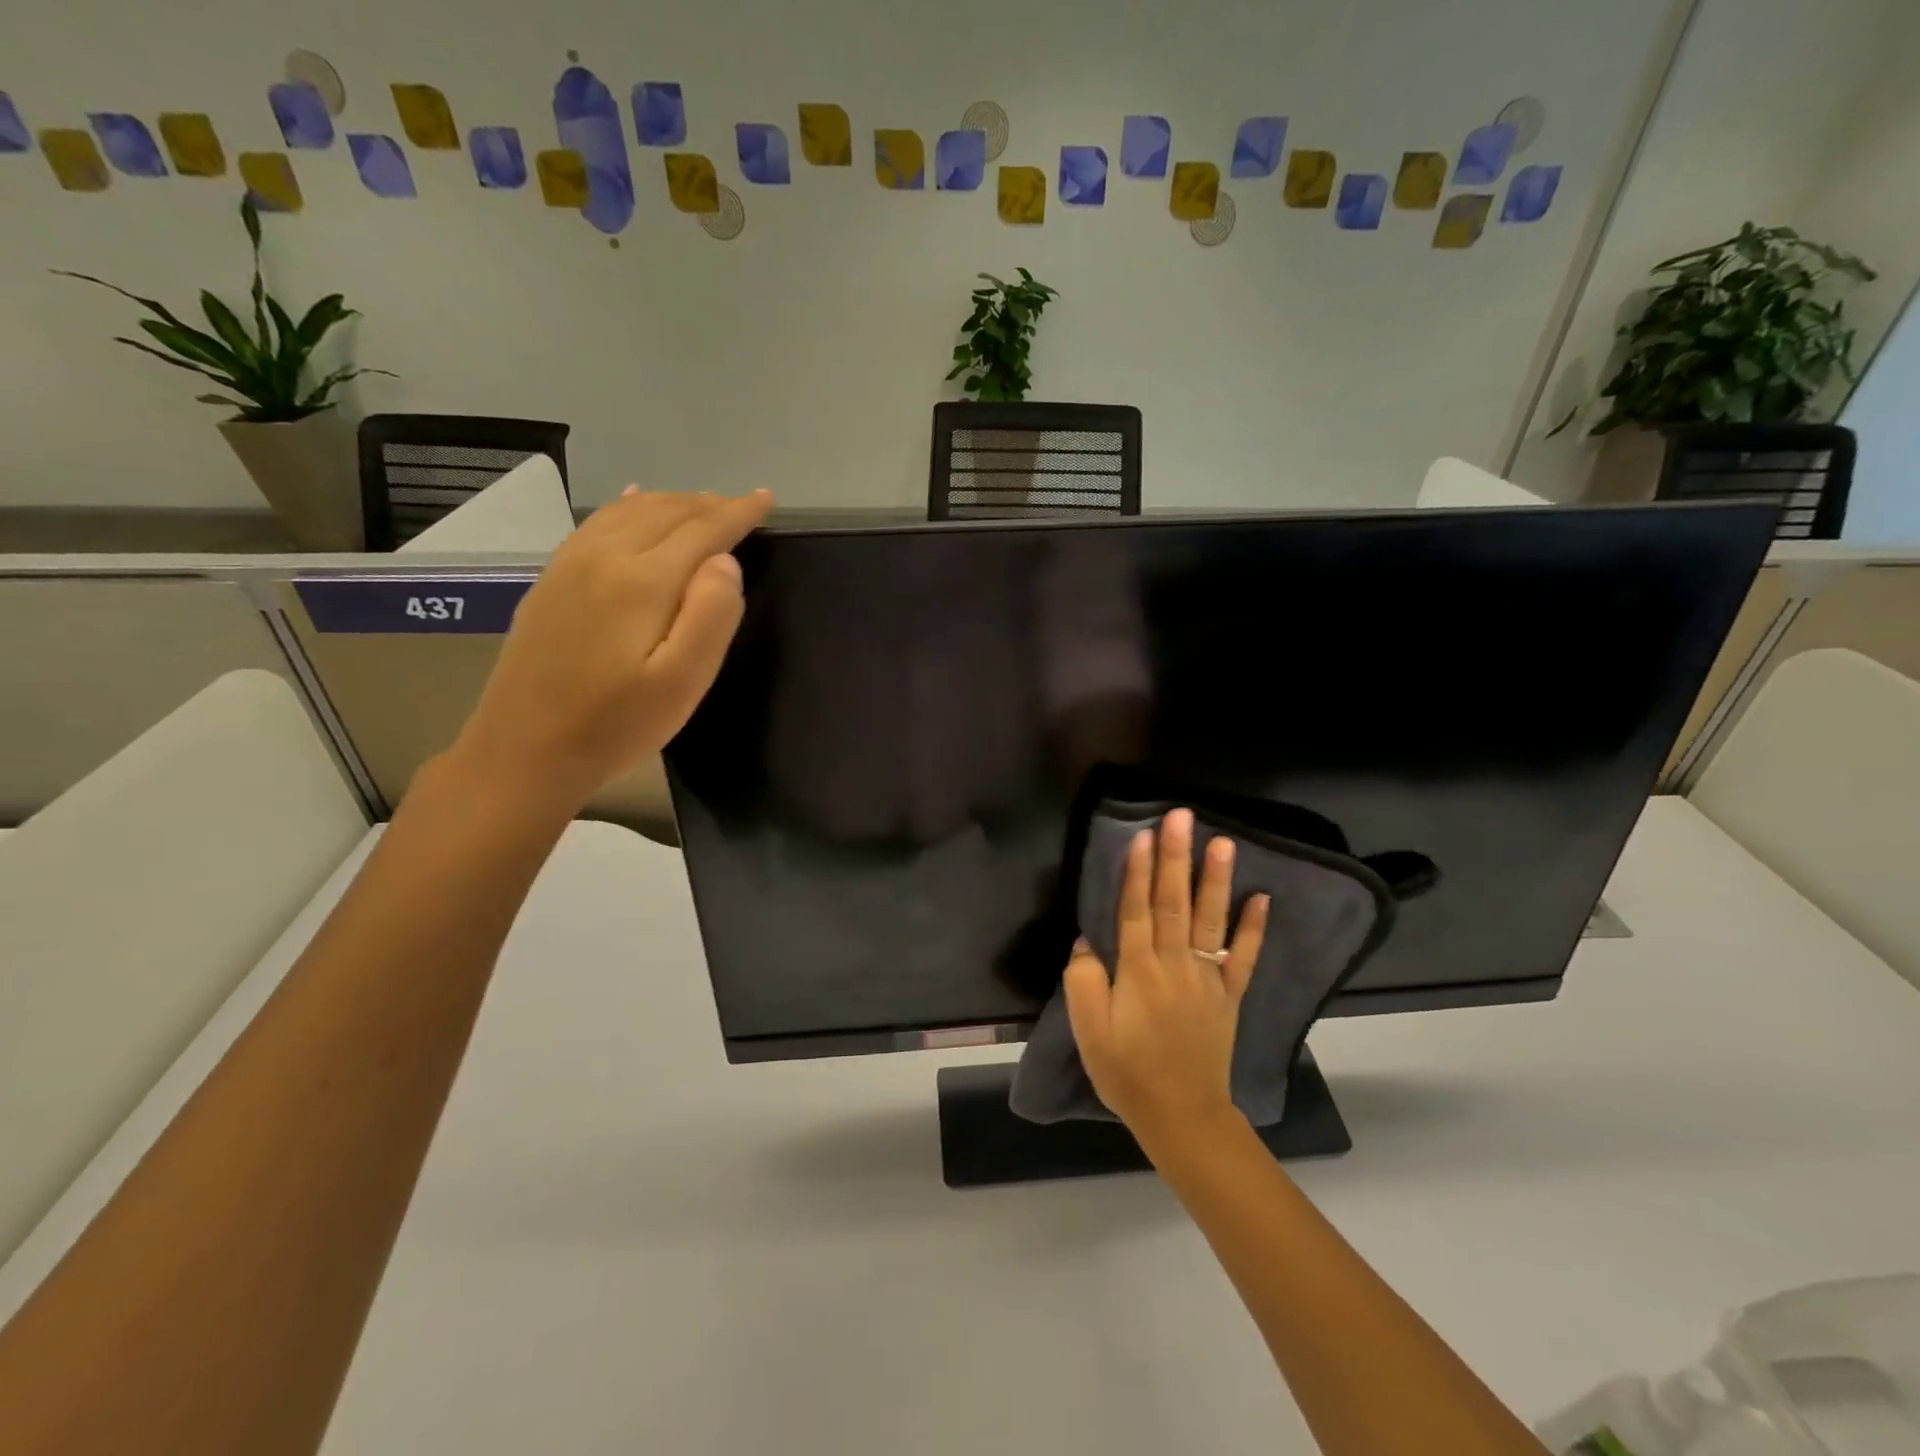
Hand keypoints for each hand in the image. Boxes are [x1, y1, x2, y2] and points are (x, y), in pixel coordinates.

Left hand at [456, 488, 772, 808]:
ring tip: (704, 506)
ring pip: (632, 511)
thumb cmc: (616, 724)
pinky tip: (635, 501)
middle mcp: (605, 556)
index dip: (739, 513)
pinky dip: (629, 505)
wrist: (525, 750)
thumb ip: (711, 616)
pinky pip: (598, 521)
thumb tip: (725, 561)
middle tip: (744, 506)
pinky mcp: (552, 578)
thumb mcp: (682, 683)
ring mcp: (571, 564)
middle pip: (667, 512)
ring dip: (674, 502)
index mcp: (642, 580)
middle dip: (710, 505)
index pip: (703, 530)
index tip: (767, 499)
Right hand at [1063, 808, 1270, 1149]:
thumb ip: (1083, 980)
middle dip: (1176, 857)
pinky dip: (1253, 927)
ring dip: (1215, 878)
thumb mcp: (1088, 1031)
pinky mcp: (1228, 995)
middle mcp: (1175, 964)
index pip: (1136, 909)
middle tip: (1181, 817)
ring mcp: (1207, 978)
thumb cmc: (1127, 1071)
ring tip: (1223, 841)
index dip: (1137, 871)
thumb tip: (1086, 940)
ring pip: (1211, 919)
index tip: (1143, 834)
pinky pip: (1243, 956)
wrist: (1181, 1115)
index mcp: (1138, 971)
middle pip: (1174, 902)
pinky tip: (1261, 897)